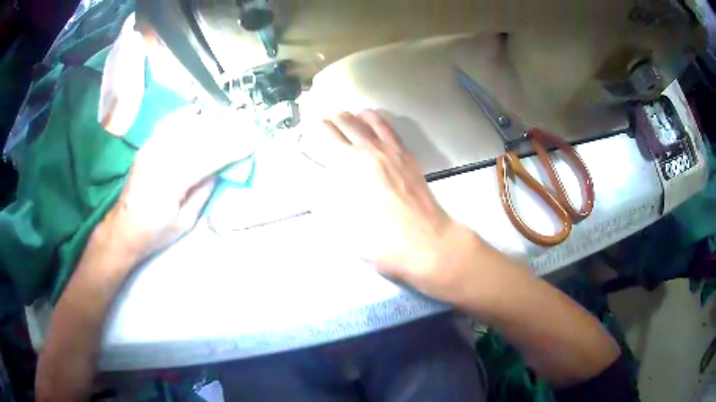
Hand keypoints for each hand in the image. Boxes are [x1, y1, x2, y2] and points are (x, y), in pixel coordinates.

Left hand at [97, 107, 258, 262]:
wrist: (123, 228)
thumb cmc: (155, 232)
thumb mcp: (184, 222)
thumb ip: (202, 192)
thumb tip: (219, 170)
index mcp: (170, 183)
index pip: (207, 158)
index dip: (231, 149)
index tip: (251, 142)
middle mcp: (159, 158)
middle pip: (198, 137)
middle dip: (225, 132)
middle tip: (245, 129)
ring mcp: (151, 149)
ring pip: (185, 127)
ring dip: (209, 123)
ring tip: (227, 124)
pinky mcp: (147, 146)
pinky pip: (168, 124)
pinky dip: (184, 117)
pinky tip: (197, 113)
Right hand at [317, 111, 480, 300]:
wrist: (426, 241)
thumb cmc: (383, 240)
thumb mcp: (343, 229)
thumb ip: (324, 204)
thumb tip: (313, 190)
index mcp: (348, 167)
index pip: (325, 138)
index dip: (312, 131)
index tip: (305, 130)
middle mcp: (367, 151)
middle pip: (343, 125)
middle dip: (328, 121)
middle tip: (319, 122)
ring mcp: (389, 150)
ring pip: (364, 121)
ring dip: (348, 116)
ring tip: (339, 115)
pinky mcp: (405, 154)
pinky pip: (386, 127)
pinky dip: (373, 117)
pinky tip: (367, 115)